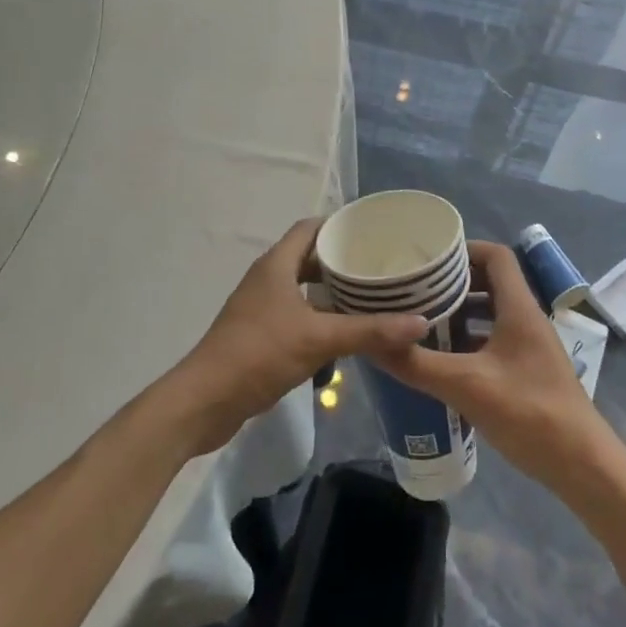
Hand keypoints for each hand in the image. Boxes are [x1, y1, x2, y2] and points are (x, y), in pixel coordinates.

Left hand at [164, 218, 427, 455]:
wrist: (205, 401)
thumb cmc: (260, 353)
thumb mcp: (319, 339)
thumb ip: (369, 330)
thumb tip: (420, 322)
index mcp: (276, 265)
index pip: (310, 228)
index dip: (339, 225)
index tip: (373, 231)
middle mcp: (267, 278)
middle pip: (308, 257)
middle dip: (342, 260)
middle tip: (379, 266)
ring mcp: (260, 306)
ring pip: (302, 287)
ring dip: (331, 290)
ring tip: (370, 296)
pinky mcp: (259, 333)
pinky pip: (296, 312)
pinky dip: (319, 315)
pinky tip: (343, 331)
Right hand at [374, 241, 606, 487]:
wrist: (582, 466)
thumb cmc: (530, 414)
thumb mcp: (467, 386)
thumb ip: (419, 365)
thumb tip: (373, 344)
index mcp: (519, 308)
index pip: (495, 256)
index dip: (463, 250)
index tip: (428, 261)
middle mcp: (526, 318)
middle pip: (490, 282)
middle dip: (452, 284)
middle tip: (414, 291)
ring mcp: (528, 346)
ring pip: (490, 313)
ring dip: (458, 313)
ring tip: (420, 322)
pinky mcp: (527, 371)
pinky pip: (492, 340)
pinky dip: (467, 341)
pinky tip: (441, 360)